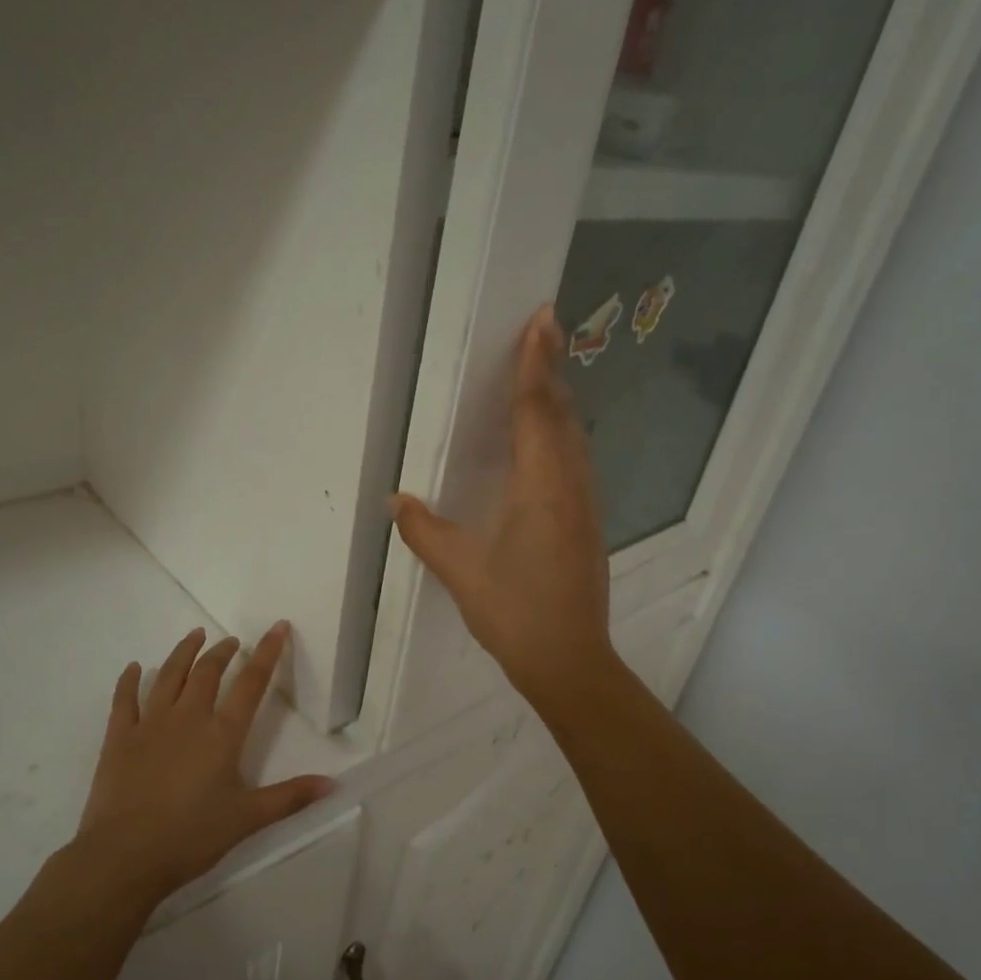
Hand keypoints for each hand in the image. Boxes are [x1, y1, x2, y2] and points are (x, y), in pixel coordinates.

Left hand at [77, 623, 333, 900]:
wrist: (125, 855)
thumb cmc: (192, 836)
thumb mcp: (248, 818)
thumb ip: (291, 797)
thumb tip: (334, 784)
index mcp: (223, 734)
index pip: (251, 683)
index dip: (268, 653)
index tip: (277, 627)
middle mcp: (188, 718)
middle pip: (208, 672)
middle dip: (223, 651)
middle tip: (231, 640)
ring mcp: (150, 724)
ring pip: (169, 676)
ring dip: (183, 653)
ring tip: (194, 636)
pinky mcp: (119, 738)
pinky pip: (125, 699)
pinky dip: (130, 680)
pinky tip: (134, 668)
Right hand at [389, 305, 614, 710]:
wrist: (570, 660)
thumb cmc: (515, 612)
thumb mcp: (461, 570)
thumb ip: (424, 531)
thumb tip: (394, 501)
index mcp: (541, 486)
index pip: (537, 410)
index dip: (536, 363)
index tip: (542, 319)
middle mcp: (570, 485)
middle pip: (562, 415)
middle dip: (551, 370)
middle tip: (542, 331)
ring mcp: (585, 504)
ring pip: (574, 438)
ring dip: (558, 402)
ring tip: (541, 375)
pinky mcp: (587, 523)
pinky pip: (575, 461)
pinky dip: (561, 434)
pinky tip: (547, 443)